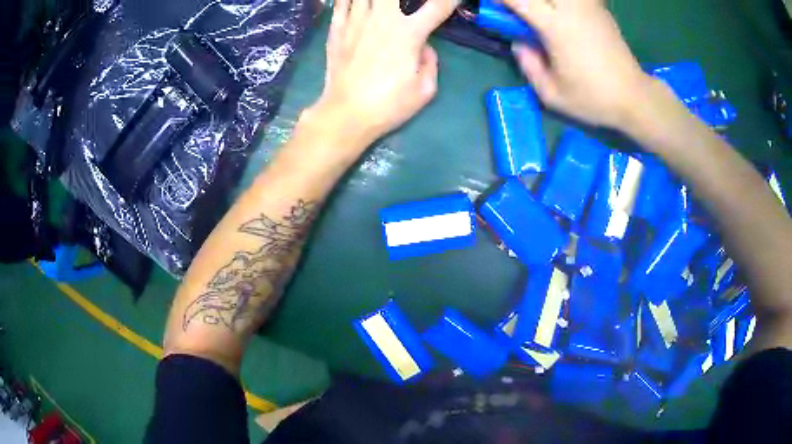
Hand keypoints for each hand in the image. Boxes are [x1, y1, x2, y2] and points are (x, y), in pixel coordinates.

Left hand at [305, 0, 457, 146]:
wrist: (345, 115)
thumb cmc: (388, 105)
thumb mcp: (425, 90)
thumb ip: (430, 61)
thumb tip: (423, 47)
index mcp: (410, 33)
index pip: (438, 5)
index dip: (450, 0)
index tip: (452, 1)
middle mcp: (383, 19)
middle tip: (412, 7)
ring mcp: (356, 20)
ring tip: (388, 7)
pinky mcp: (337, 28)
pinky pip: (342, 1)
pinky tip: (362, 2)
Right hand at [504, 0, 652, 129]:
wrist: (634, 97)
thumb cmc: (593, 98)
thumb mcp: (552, 94)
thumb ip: (528, 65)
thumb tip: (518, 42)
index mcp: (556, 27)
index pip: (520, 0)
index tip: (493, 4)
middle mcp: (572, 10)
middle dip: (525, 0)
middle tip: (523, 11)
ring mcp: (589, 7)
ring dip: (547, 3)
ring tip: (543, 13)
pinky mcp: (601, 11)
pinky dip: (566, 5)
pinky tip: (564, 14)